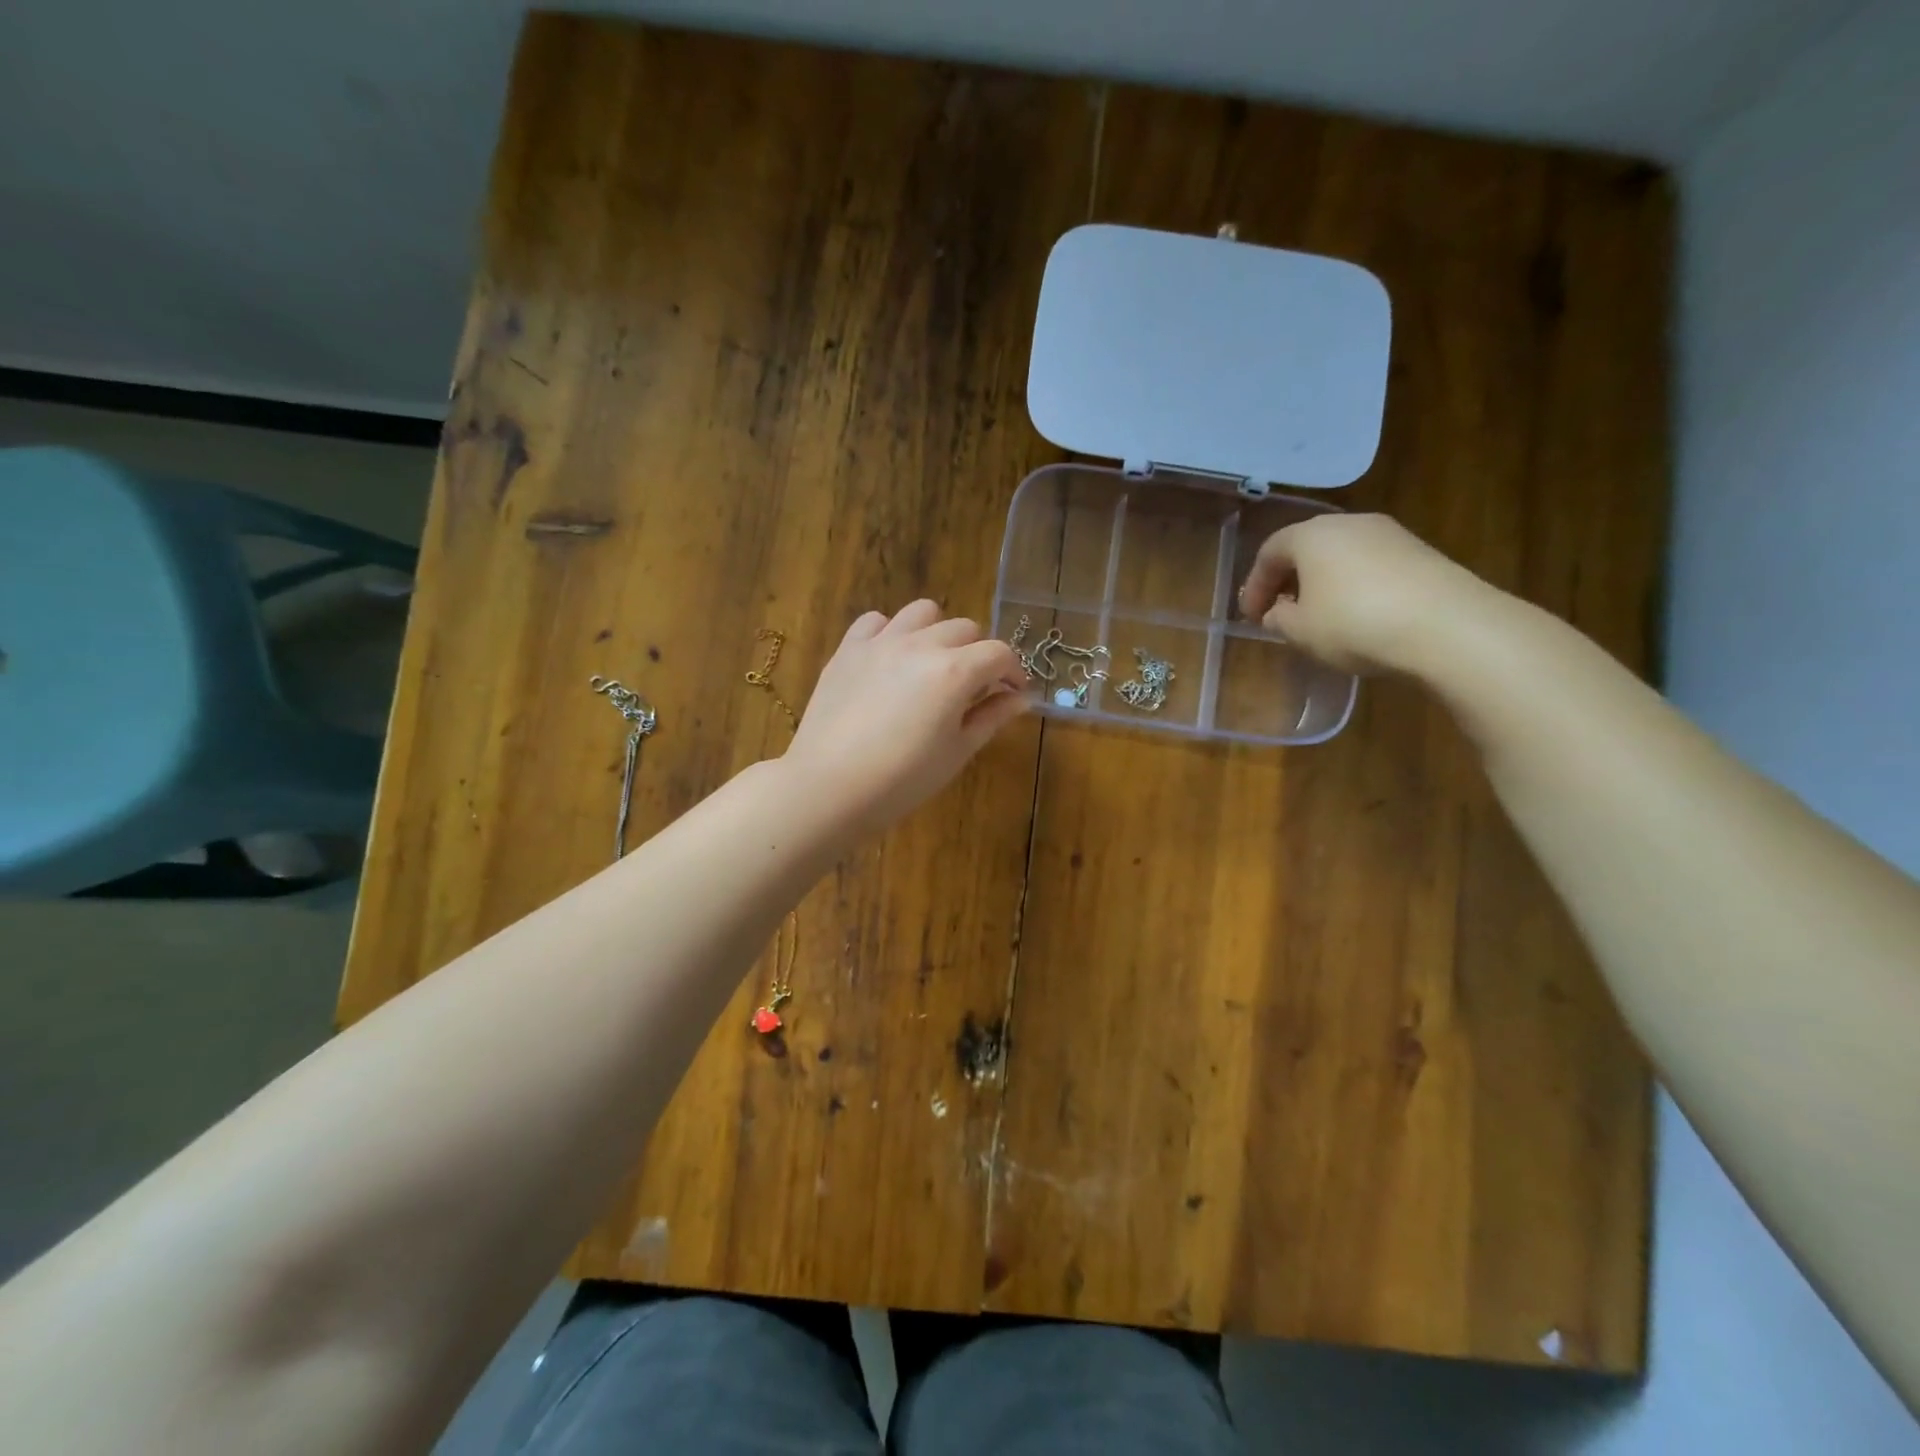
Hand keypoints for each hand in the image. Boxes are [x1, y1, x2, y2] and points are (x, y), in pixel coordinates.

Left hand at [783, 601, 1028, 834]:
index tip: (1012, 693)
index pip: (999, 653)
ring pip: (923, 612)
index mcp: (954, 672)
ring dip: (937, 632)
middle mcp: (921, 645)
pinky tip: (891, 659)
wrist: (829, 787)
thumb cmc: (902, 780)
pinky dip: (891, 632)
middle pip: (964, 628)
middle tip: (973, 687)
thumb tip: (1020, 697)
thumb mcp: (957, 752)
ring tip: (932, 663)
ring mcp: (881, 642)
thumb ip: (991, 717)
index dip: (1014, 672)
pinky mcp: (848, 649)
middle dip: (978, 654)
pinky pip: (875, 621)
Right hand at [1238, 513, 1502, 674]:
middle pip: (1307, 548)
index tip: (1251, 617)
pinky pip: (1371, 567)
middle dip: (1288, 581)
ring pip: (1340, 556)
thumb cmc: (1354, 623)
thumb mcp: (1300, 630)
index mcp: (1312, 535)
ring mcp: (1390, 535)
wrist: (1447, 625)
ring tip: (1318, 618)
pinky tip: (1357, 617)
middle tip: (1280, 613)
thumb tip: (1279, 612)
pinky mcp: (1420, 554)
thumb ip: (1279, 618)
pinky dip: (1354, 587)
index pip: (1269, 552)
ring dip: (1322, 584)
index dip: (1255, 586)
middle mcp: (1350, 523)